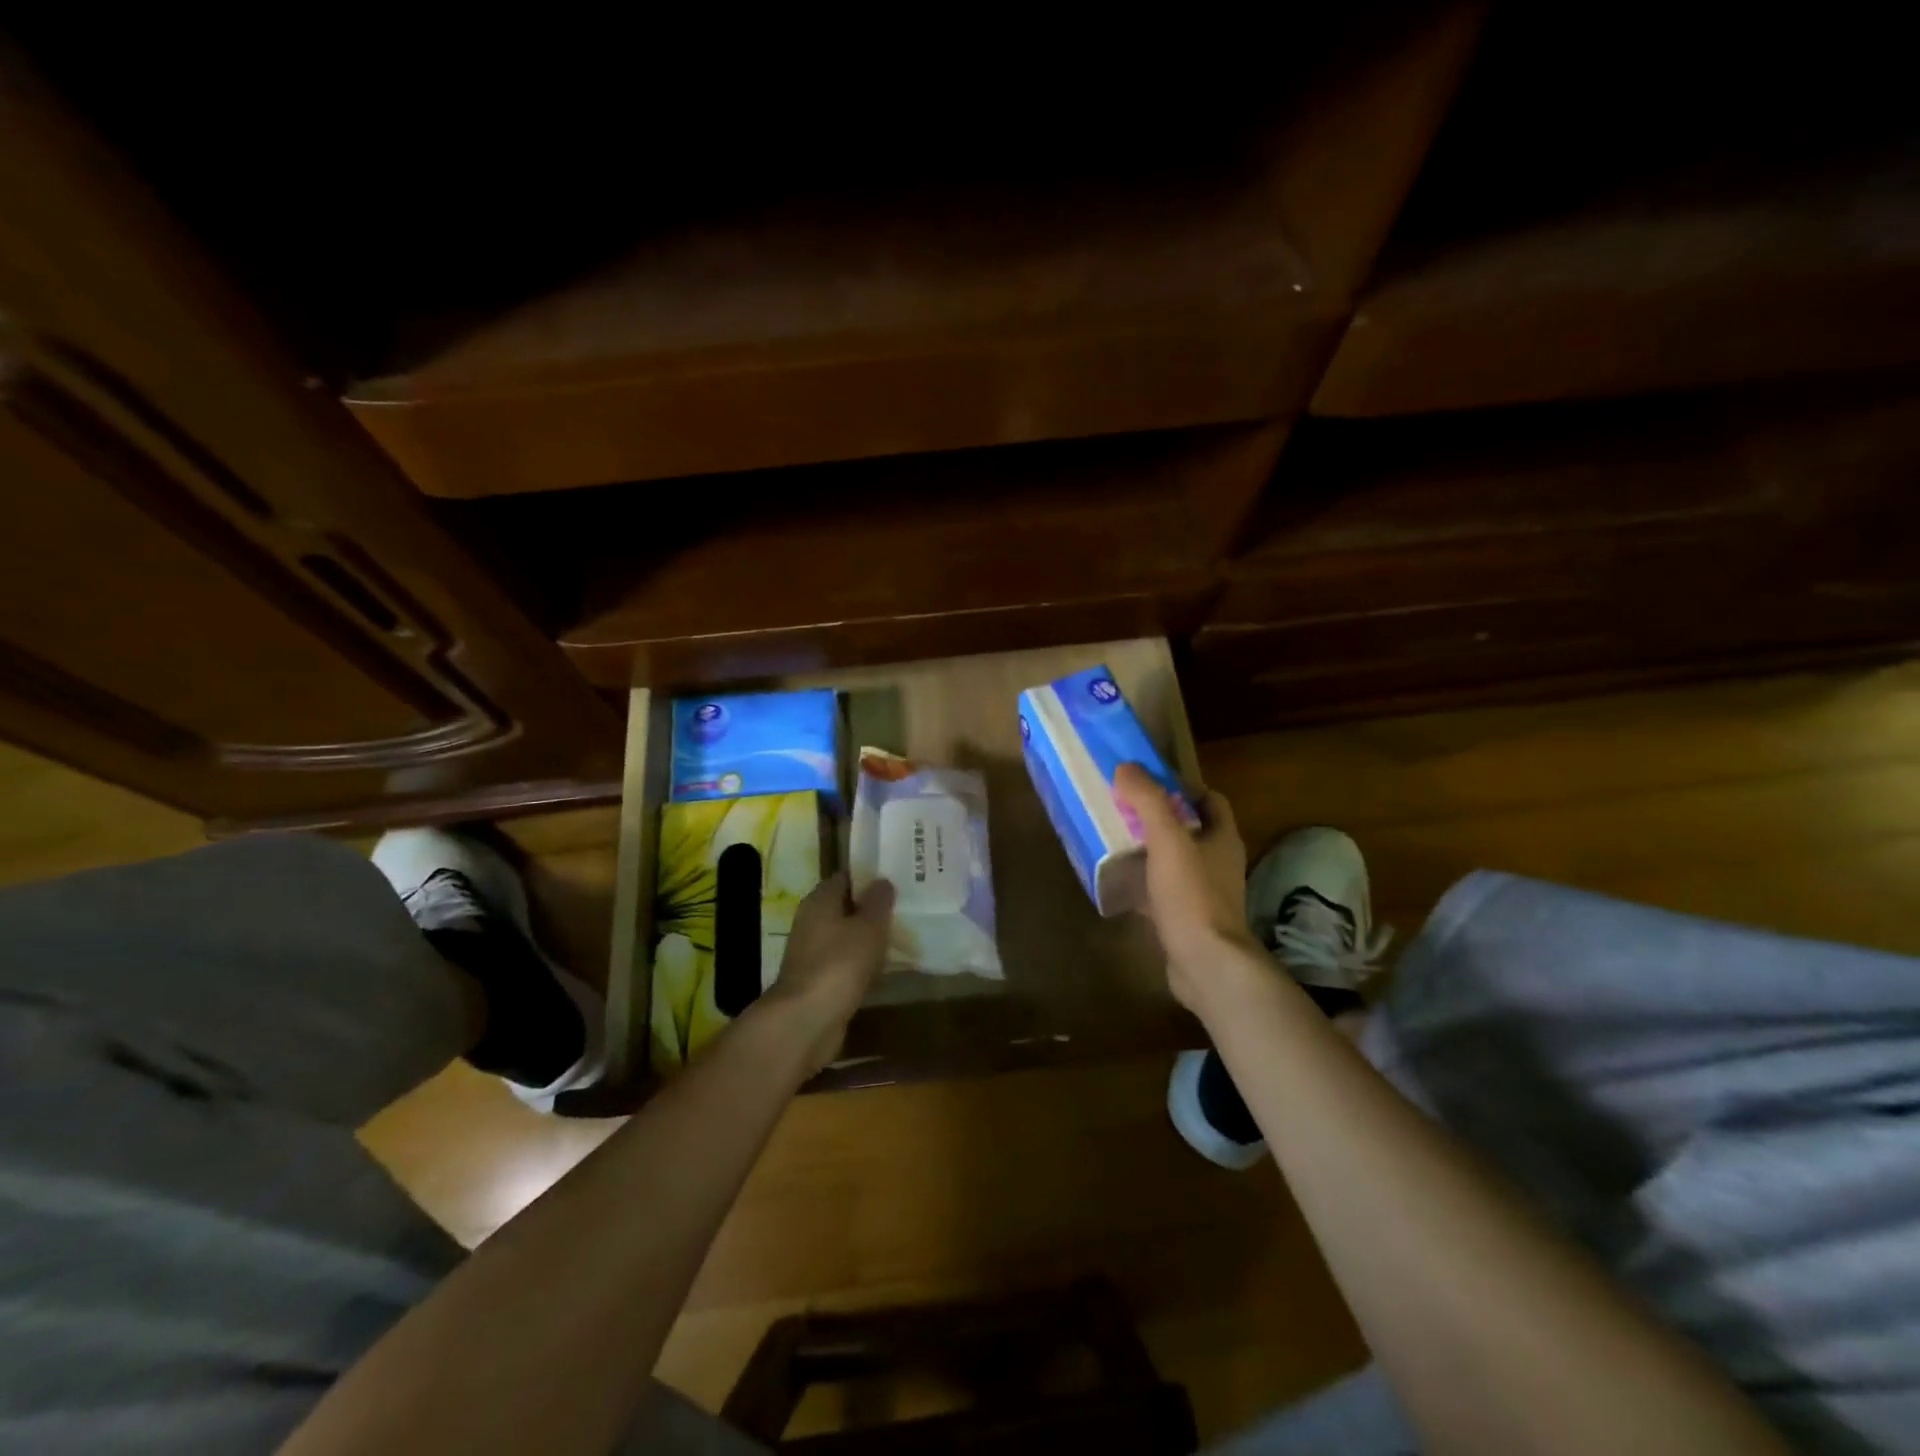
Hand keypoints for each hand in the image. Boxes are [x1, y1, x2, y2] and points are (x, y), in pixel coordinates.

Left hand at [761, 872, 894, 1072]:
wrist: (807, 1022)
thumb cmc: (839, 963)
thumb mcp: (868, 927)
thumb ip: (878, 902)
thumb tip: (882, 880)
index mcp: (820, 901)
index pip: (848, 876)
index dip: (872, 874)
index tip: (900, 875)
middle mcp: (813, 922)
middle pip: (848, 907)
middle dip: (875, 907)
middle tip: (909, 905)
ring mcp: (814, 953)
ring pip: (849, 936)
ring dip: (872, 937)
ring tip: (906, 933)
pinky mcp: (821, 981)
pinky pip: (848, 963)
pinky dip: (866, 963)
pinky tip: (889, 967)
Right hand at [1114, 763, 1260, 1010]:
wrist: (1206, 964)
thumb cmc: (1192, 895)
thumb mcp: (1168, 840)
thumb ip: (1148, 801)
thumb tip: (1126, 767)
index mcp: (1222, 838)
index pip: (1210, 799)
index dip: (1182, 787)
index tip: (1148, 781)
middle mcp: (1217, 862)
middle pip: (1189, 829)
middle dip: (1158, 817)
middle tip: (1122, 808)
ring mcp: (1203, 893)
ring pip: (1173, 861)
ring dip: (1148, 850)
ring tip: (1114, 839)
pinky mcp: (1186, 918)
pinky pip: (1161, 891)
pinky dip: (1142, 884)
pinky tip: (1117, 882)